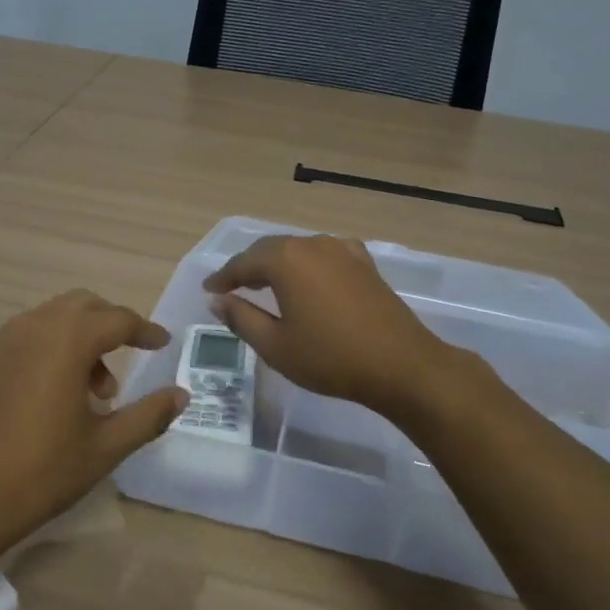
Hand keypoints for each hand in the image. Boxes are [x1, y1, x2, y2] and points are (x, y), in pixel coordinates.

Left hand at [0, 290, 186, 554]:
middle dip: (109, 324)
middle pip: (80, 305)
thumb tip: (181, 395)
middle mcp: (29, 328)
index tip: (161, 343)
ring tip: (89, 392)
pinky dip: (45, 350)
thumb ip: (148, 415)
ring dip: (76, 340)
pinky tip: (47, 396)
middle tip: (126, 359)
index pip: (116, 319)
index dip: (144, 330)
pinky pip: (20, 339)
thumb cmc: (39, 474)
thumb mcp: (104, 448)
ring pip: (48, 320)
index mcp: (65, 341)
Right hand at [203, 234, 459, 422]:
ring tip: (264, 285)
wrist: (400, 365)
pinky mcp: (364, 263)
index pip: (243, 263)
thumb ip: (241, 318)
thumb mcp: (275, 345)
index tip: (209, 291)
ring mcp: (343, 250)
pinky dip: (307, 265)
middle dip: (248, 267)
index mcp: (286, 259)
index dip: (223, 278)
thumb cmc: (330, 358)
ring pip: (298, 250)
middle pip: (270, 250)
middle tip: (231, 288)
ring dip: (277, 265)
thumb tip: (217, 301)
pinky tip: (308, 279)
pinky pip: (324, 255)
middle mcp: (312, 244)